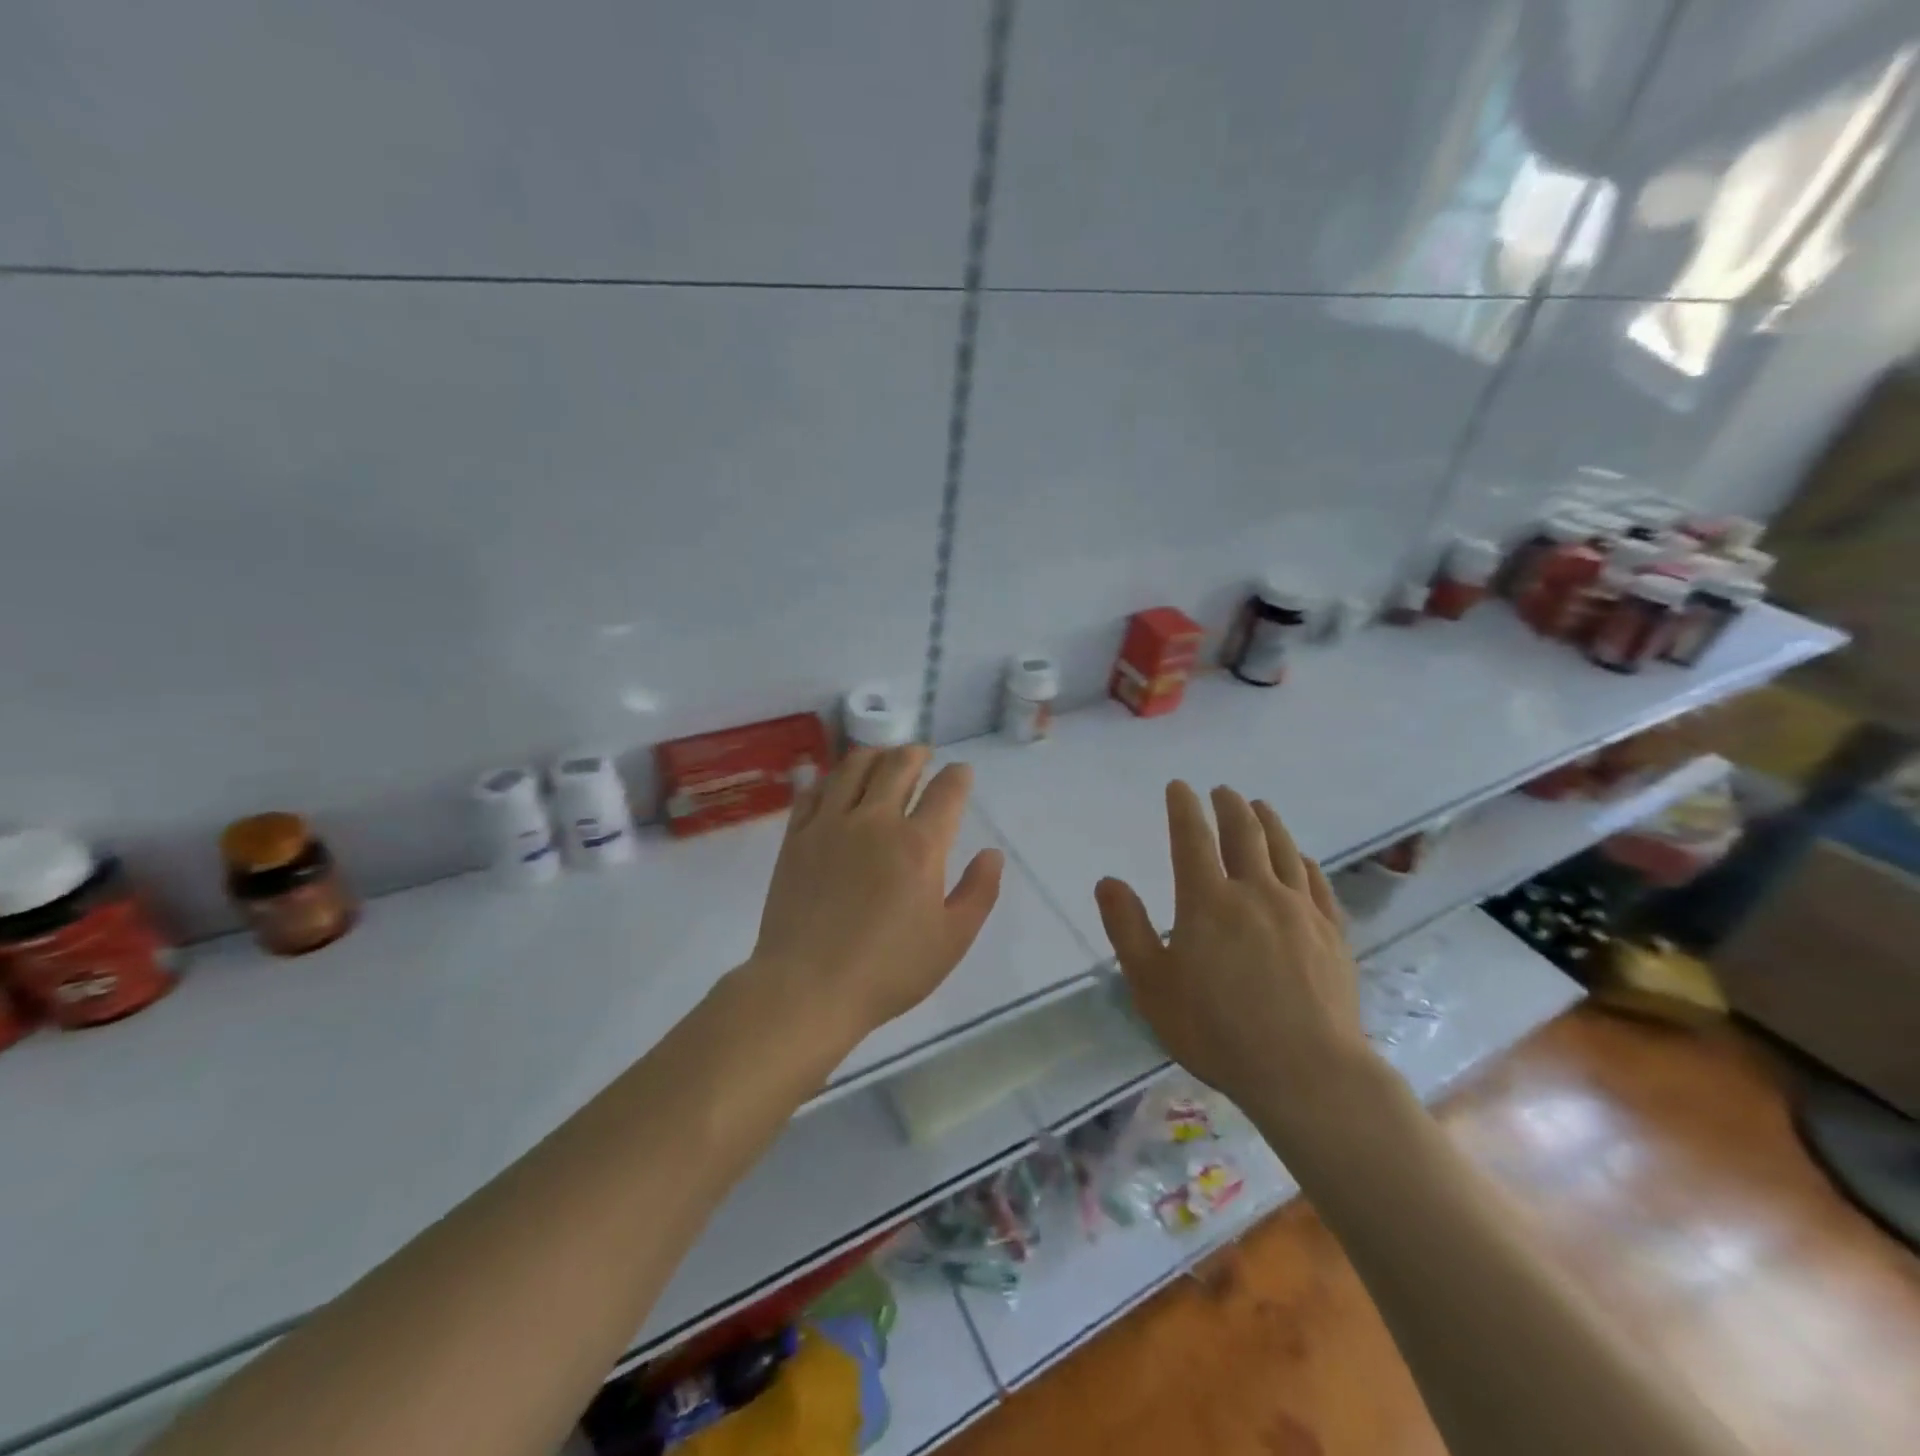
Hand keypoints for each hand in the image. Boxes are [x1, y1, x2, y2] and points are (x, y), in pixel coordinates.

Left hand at [751, 745, 1004, 1040]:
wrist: (808, 988)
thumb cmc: (888, 970)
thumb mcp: (952, 940)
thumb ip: (979, 892)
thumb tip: (992, 854)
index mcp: (919, 845)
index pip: (947, 791)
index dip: (958, 776)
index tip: (961, 774)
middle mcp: (875, 821)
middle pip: (898, 764)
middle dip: (916, 753)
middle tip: (922, 756)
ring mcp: (830, 824)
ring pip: (853, 766)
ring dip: (875, 755)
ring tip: (883, 759)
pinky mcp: (796, 837)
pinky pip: (814, 790)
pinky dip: (831, 778)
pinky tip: (837, 785)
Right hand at [1094, 782, 1375, 1147]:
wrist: (1307, 1072)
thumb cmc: (1217, 1031)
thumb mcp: (1152, 985)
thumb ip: (1127, 928)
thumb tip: (1108, 880)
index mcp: (1208, 901)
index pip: (1192, 838)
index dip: (1183, 808)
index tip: (1179, 786)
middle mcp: (1256, 892)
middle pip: (1244, 833)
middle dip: (1229, 806)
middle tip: (1221, 791)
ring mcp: (1299, 910)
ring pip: (1284, 850)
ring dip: (1268, 822)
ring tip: (1259, 806)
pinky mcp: (1332, 933)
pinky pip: (1317, 883)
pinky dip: (1304, 862)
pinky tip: (1302, 859)